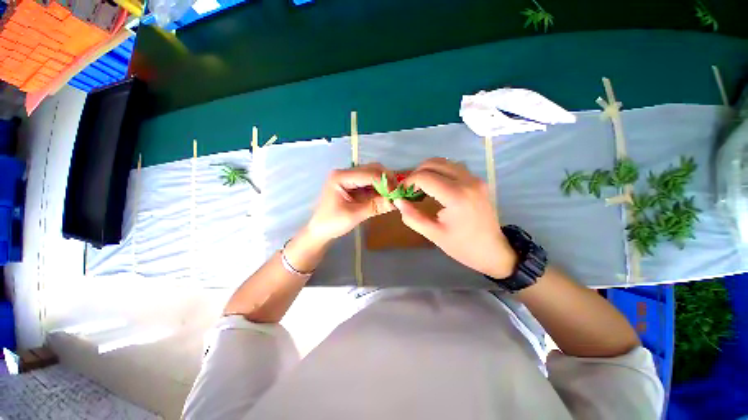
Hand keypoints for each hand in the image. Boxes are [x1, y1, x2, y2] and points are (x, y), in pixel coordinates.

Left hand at [305, 163, 395, 243]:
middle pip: (372, 169)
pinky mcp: (354, 186)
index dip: (385, 182)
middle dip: (386, 180)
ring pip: (373, 175)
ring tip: (393, 196)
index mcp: (341, 177)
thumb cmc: (332, 223)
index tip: (396, 194)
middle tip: (397, 193)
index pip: (368, 174)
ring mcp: (350, 178)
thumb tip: (396, 202)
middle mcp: (346, 173)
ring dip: (384, 184)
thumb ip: (375, 206)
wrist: (320, 231)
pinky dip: (380, 189)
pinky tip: (386, 197)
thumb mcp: (354, 215)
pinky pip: (371, 184)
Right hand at [394, 158, 517, 278]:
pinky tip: (436, 186)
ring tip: (422, 187)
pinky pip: (454, 167)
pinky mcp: (478, 181)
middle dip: (417, 173)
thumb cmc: (462, 246)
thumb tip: (398, 201)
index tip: (402, 192)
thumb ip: (412, 216)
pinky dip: (440, 171)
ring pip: (445, 162)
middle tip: (410, 189)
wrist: (492, 250)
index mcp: (456, 196)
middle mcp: (467, 181)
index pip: (425, 177)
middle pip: (434, 163)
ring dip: (429, 170)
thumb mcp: (433, 234)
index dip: (409, 182)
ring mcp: (475, 179)